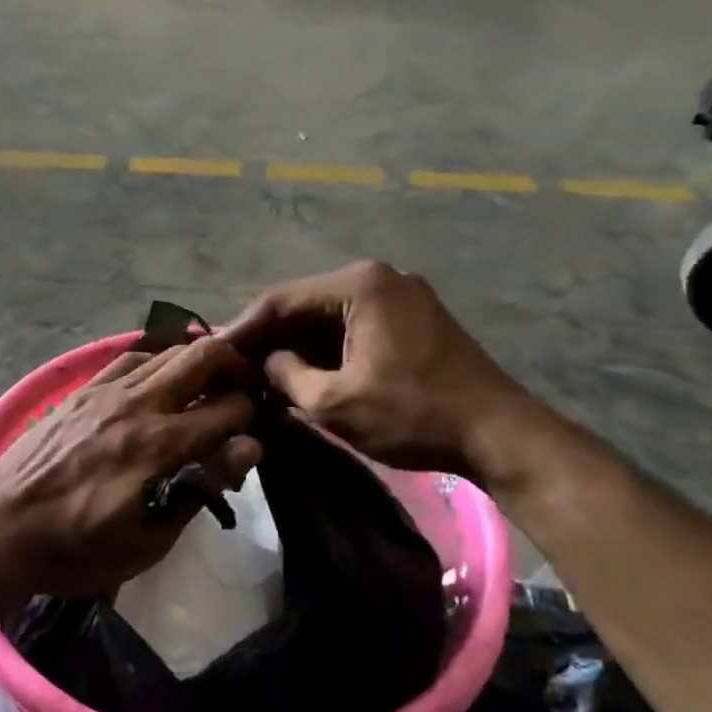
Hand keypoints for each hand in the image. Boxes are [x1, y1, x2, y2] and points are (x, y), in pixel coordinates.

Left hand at [0, 337, 262, 600]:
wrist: (2, 527)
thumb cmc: (78, 548)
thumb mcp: (148, 541)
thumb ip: (199, 489)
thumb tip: (246, 448)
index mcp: (161, 446)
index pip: (229, 409)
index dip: (252, 415)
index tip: (254, 428)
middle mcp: (139, 405)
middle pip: (202, 356)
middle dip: (235, 364)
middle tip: (244, 386)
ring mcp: (107, 391)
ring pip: (167, 350)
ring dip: (198, 359)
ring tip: (208, 379)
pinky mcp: (82, 390)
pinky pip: (130, 359)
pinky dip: (156, 360)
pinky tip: (159, 377)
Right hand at [225, 261, 530, 479]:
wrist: (500, 434)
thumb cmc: (413, 414)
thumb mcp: (335, 402)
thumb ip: (287, 375)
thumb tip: (265, 363)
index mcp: (358, 284)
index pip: (281, 299)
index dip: (243, 328)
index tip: (212, 353)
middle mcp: (378, 277)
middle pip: (304, 304)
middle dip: (268, 337)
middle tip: (233, 367)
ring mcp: (399, 296)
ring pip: (327, 317)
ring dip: (295, 345)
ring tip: (259, 374)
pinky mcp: (411, 319)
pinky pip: (352, 327)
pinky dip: (325, 349)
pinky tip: (302, 373)